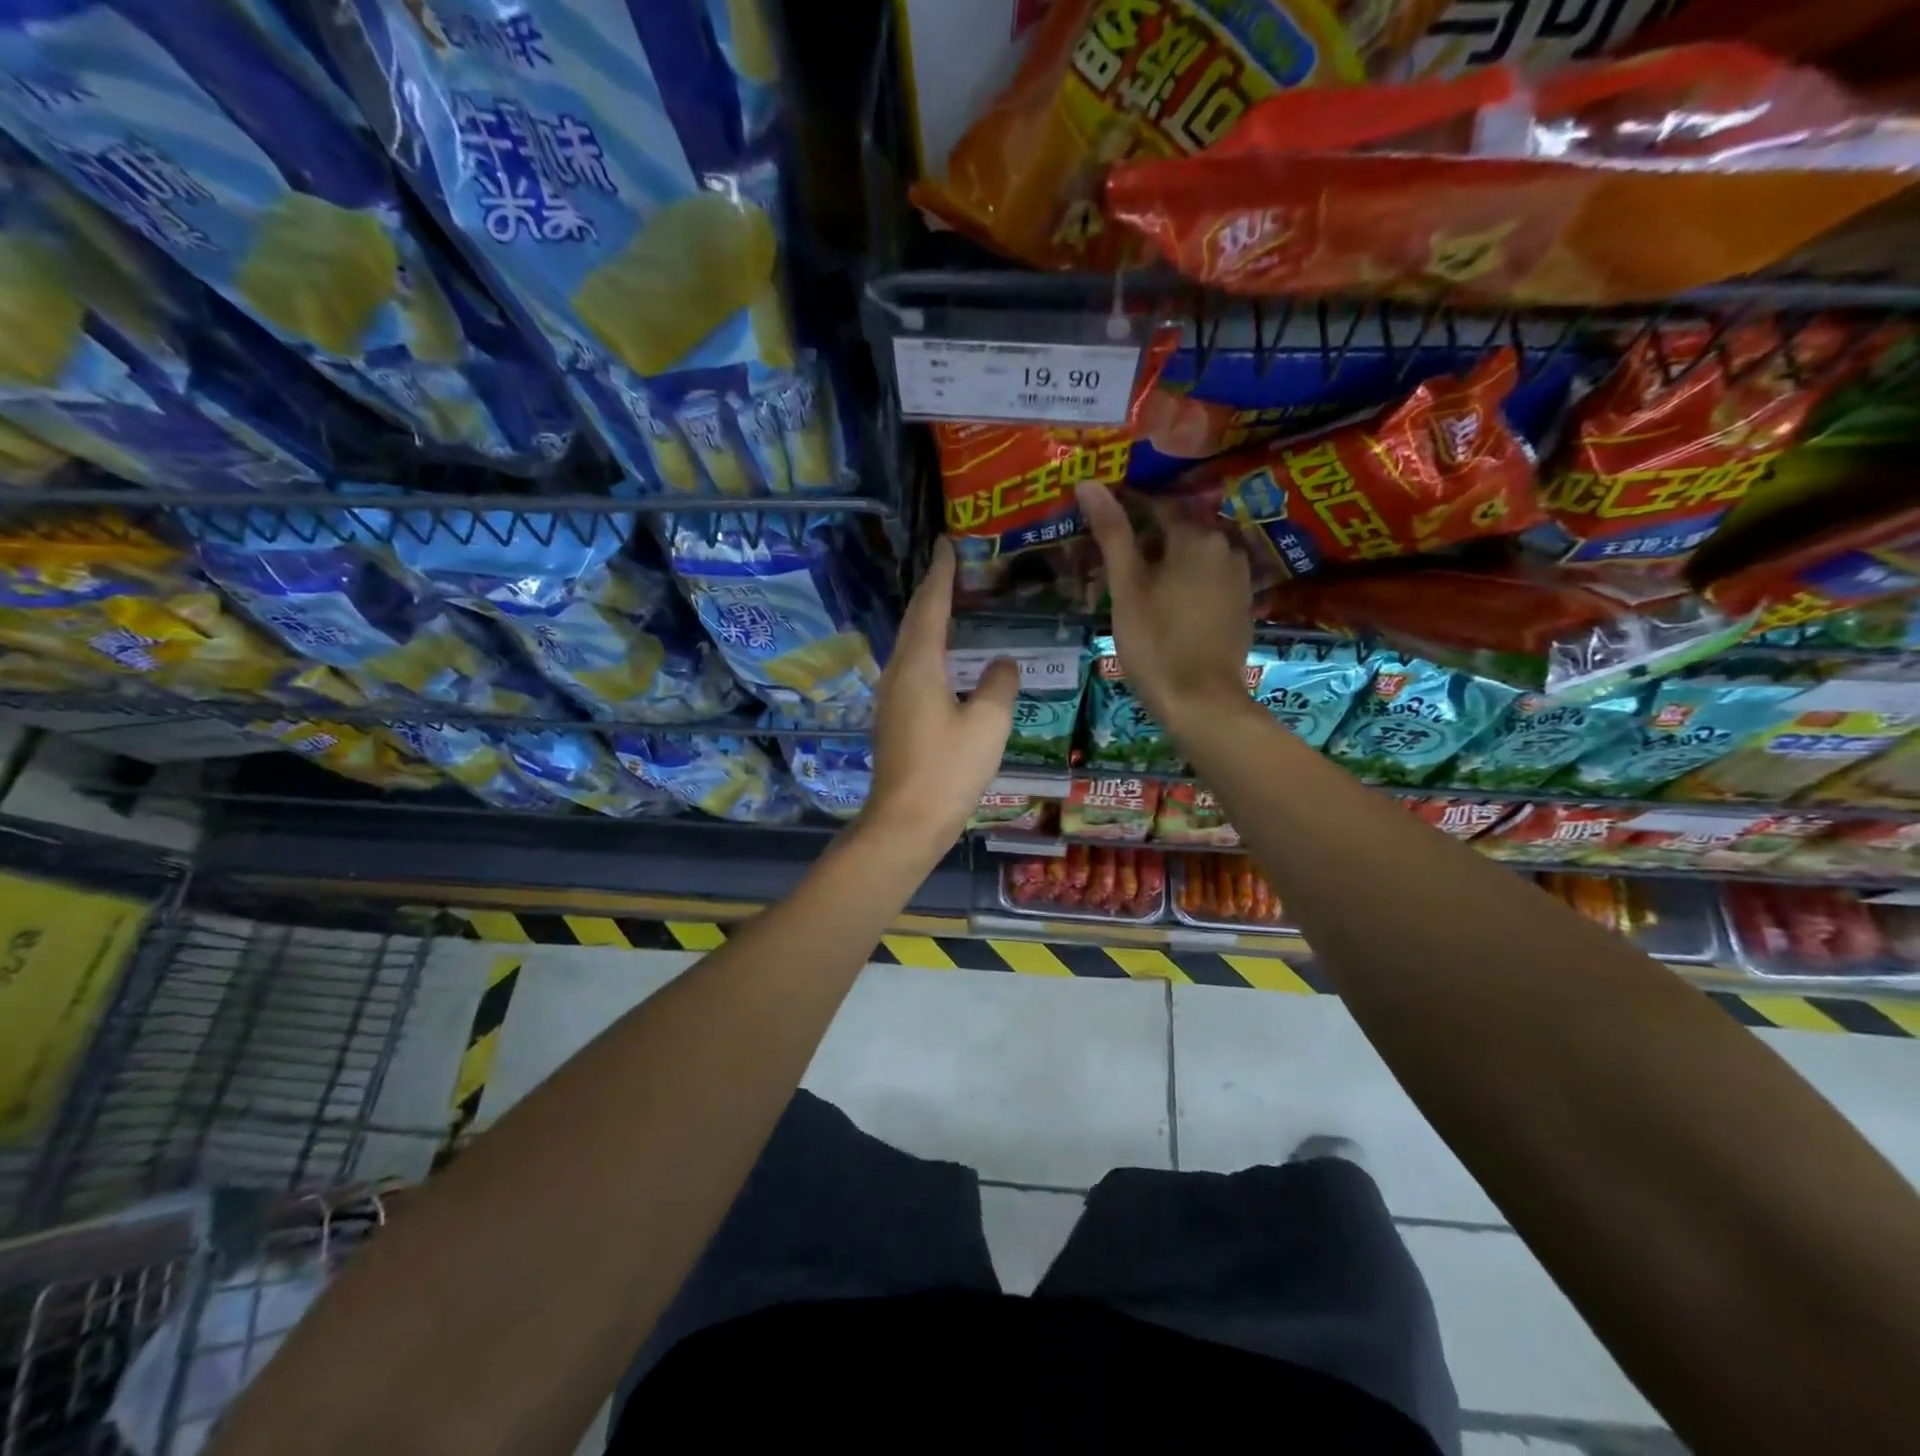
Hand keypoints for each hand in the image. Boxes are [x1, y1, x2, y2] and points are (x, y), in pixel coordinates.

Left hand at [860, 537, 1017, 853]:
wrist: (905, 822)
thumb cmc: (948, 770)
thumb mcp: (987, 723)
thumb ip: (998, 684)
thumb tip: (1002, 663)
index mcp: (919, 665)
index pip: (932, 605)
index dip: (942, 573)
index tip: (948, 543)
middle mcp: (898, 673)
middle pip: (915, 621)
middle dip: (932, 591)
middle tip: (951, 566)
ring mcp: (891, 697)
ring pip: (910, 645)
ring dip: (928, 620)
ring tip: (951, 605)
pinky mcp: (894, 719)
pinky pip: (912, 668)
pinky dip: (928, 649)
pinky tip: (945, 660)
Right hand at [1077, 482, 1251, 732]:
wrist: (1201, 702)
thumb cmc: (1156, 643)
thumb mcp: (1125, 588)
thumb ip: (1112, 533)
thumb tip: (1088, 482)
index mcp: (1196, 536)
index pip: (1155, 507)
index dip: (1125, 514)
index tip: (1099, 527)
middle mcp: (1225, 546)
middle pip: (1177, 532)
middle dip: (1146, 542)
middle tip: (1113, 566)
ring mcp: (1238, 577)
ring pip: (1193, 557)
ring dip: (1166, 564)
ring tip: (1135, 587)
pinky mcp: (1241, 605)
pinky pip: (1207, 580)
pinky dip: (1185, 584)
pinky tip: (1165, 606)